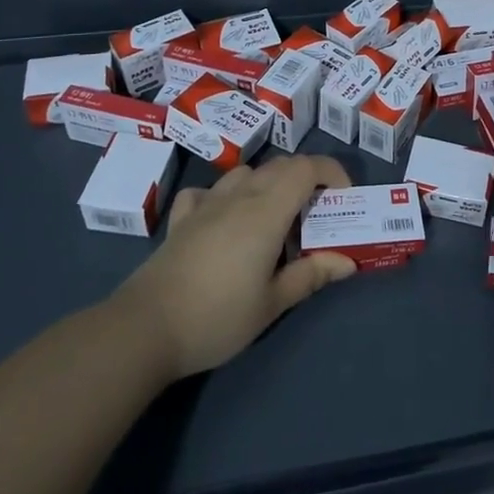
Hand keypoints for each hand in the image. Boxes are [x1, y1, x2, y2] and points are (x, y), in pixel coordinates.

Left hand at [112, 155, 357, 378]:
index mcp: (267, 211)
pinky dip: (224, 196)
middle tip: (316, 216)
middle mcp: (238, 196)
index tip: (344, 197)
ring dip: (268, 184)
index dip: (331, 172)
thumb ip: (311, 275)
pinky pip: (208, 192)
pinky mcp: (181, 218)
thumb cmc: (218, 316)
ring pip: (245, 173)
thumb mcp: (272, 303)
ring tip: (274, 218)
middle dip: (306, 179)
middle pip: (280, 166)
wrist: (146, 328)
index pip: (307, 168)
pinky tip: (223, 219)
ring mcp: (206, 204)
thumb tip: (347, 261)